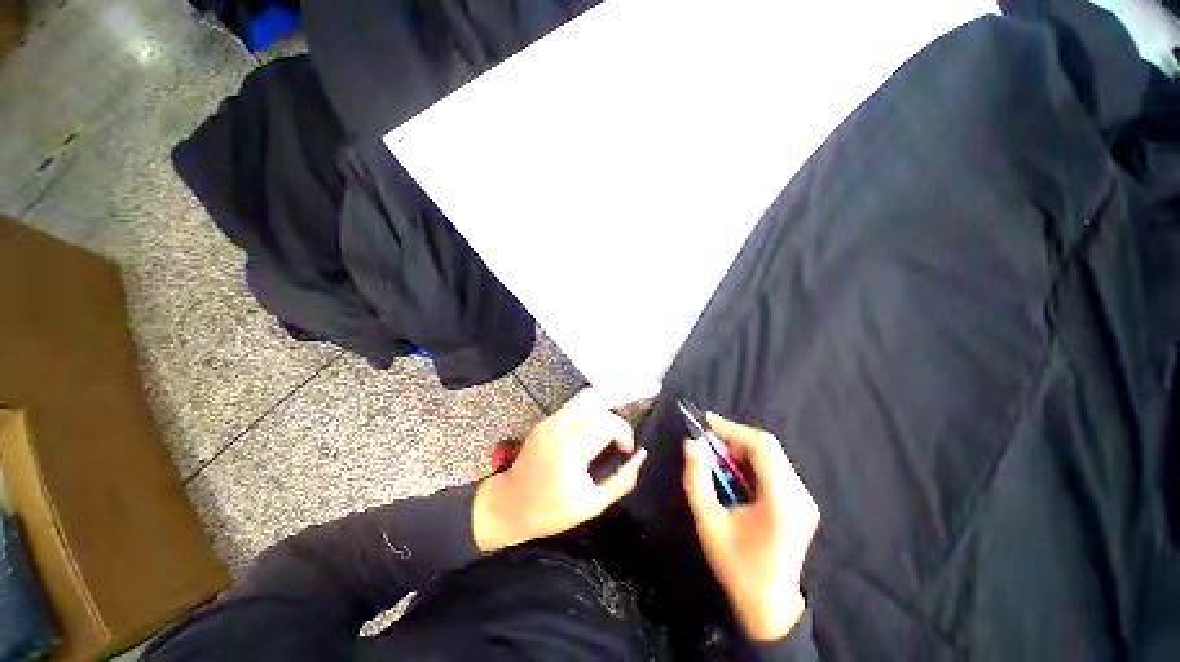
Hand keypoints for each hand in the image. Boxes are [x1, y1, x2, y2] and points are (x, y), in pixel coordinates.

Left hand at [473, 388, 647, 551]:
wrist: (509, 505)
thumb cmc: (550, 512)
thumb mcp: (592, 505)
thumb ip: (622, 481)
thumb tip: (641, 456)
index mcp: (570, 452)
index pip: (607, 422)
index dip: (624, 432)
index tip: (626, 450)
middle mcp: (559, 429)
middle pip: (598, 403)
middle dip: (615, 420)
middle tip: (618, 441)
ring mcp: (550, 421)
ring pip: (586, 397)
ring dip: (603, 410)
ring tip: (607, 432)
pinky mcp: (545, 420)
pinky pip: (574, 405)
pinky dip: (589, 412)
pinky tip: (591, 430)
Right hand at [683, 414, 818, 641]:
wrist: (769, 605)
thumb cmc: (736, 566)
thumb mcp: (708, 522)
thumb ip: (696, 479)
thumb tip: (691, 444)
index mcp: (781, 502)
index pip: (763, 447)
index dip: (733, 429)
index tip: (706, 422)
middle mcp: (800, 495)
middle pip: (769, 447)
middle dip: (735, 438)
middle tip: (709, 444)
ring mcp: (805, 499)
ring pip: (773, 455)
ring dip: (742, 449)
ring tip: (718, 458)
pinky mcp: (802, 502)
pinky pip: (776, 467)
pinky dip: (752, 461)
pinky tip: (735, 472)